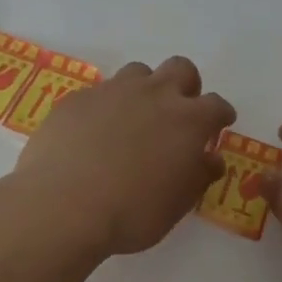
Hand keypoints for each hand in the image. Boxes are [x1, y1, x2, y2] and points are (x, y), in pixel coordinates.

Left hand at [11, 57, 233, 260]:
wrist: (61, 207)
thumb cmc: (131, 212)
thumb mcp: (177, 205)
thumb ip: (199, 175)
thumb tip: (211, 158)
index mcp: (187, 120)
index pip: (216, 105)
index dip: (220, 115)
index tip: (217, 126)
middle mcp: (155, 94)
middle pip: (181, 69)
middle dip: (186, 86)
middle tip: (177, 114)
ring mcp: (113, 91)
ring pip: (139, 73)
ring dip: (144, 90)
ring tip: (133, 120)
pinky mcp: (78, 98)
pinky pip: (99, 93)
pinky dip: (105, 108)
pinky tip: (93, 135)